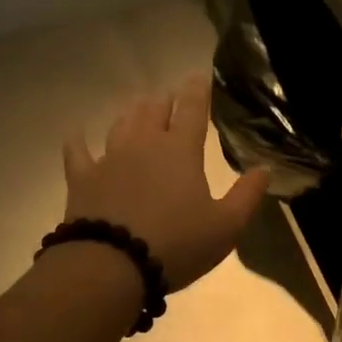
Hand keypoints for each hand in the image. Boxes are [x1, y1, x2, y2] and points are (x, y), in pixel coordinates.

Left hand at [63, 73, 268, 290]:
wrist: (111, 265)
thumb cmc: (176, 244)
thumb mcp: (225, 226)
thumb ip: (246, 195)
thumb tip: (263, 169)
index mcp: (180, 150)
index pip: (192, 109)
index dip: (197, 90)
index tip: (198, 76)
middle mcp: (144, 144)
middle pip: (154, 110)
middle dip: (164, 101)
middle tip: (169, 97)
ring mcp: (109, 158)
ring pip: (121, 124)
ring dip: (132, 113)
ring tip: (137, 108)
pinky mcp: (82, 178)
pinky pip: (78, 152)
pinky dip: (78, 142)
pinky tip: (77, 135)